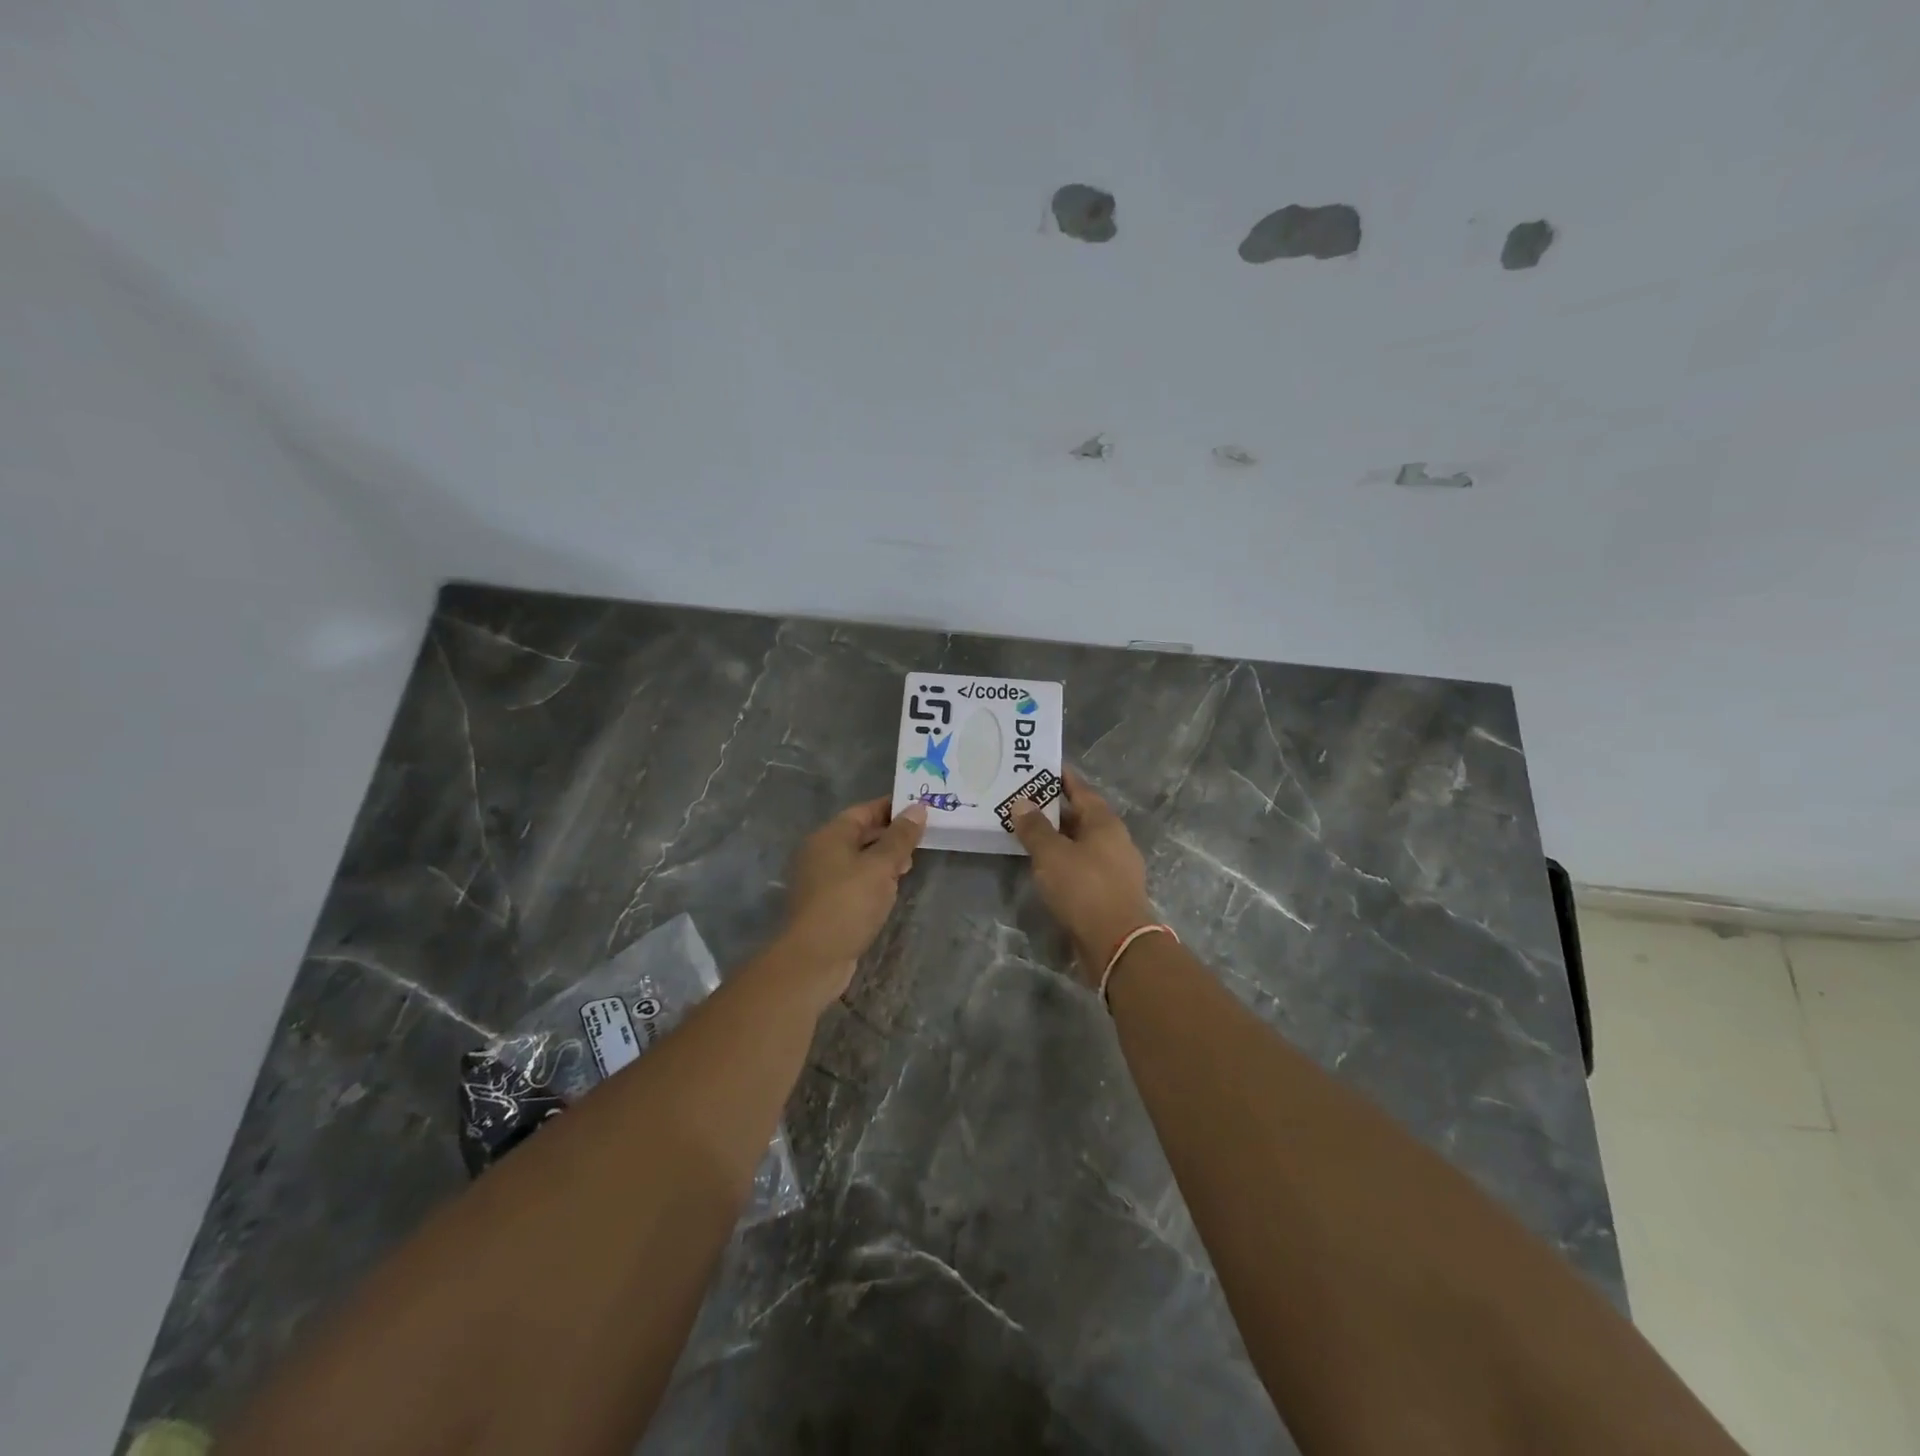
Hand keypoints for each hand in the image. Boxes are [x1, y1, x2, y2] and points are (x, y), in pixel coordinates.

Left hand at [779, 798, 926, 998]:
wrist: (814, 957)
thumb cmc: (849, 903)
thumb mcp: (881, 866)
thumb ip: (900, 837)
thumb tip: (918, 808)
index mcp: (830, 835)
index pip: (864, 810)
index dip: (892, 808)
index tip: (921, 809)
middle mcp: (821, 852)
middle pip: (860, 833)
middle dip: (891, 835)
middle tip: (922, 838)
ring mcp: (821, 879)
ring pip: (858, 858)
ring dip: (884, 859)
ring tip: (911, 864)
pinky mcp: (826, 903)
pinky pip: (854, 880)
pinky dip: (874, 879)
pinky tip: (891, 889)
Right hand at [1010, 768, 1155, 982]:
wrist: (1116, 943)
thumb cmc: (1084, 888)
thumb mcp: (1052, 854)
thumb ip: (1035, 828)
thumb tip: (1022, 803)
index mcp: (1104, 822)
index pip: (1080, 789)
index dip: (1061, 778)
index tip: (1040, 767)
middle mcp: (1113, 840)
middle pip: (1080, 816)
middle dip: (1053, 809)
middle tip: (1022, 801)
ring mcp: (1114, 867)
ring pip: (1080, 843)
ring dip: (1056, 838)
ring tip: (1026, 832)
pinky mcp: (1108, 892)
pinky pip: (1081, 866)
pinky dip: (1062, 861)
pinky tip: (1043, 866)